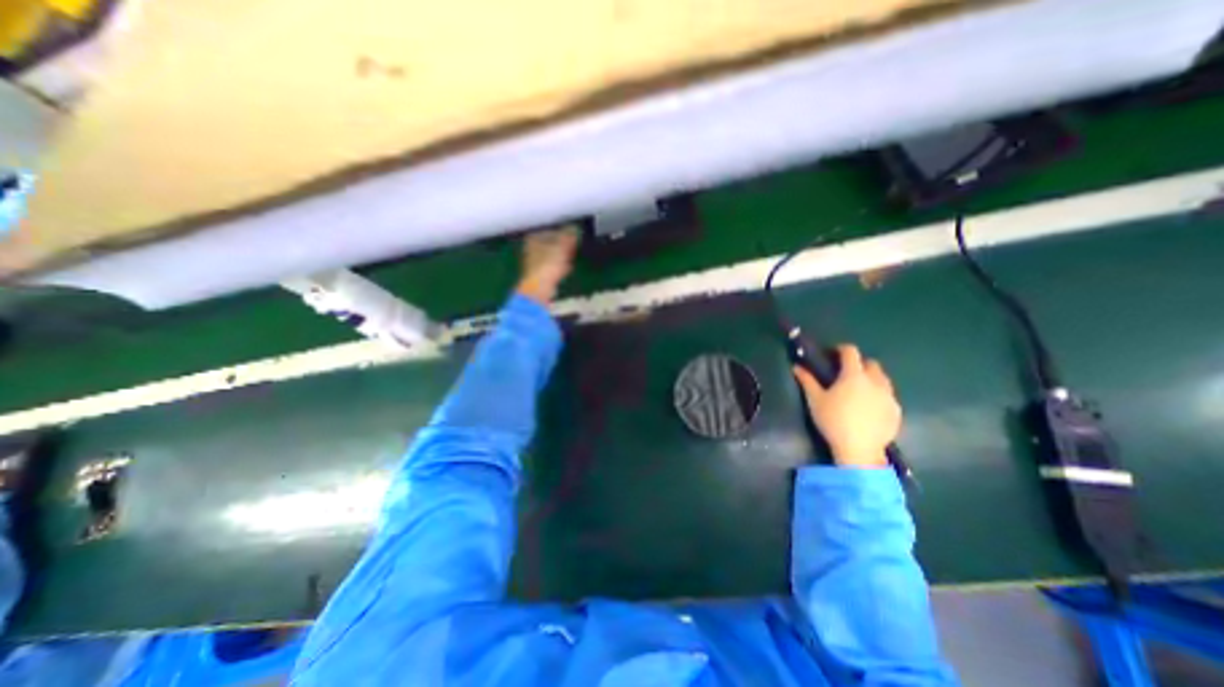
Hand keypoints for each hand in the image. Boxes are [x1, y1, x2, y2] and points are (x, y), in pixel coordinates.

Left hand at [513, 224, 578, 303]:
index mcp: (534, 238)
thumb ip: (569, 235)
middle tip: (574, 248)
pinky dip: (560, 267)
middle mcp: (531, 248)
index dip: (565, 233)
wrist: (540, 287)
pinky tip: (567, 269)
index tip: (575, 238)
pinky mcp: (538, 274)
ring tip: (572, 258)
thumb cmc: (548, 264)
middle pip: (552, 243)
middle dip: (564, 246)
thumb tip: (575, 227)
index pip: (552, 231)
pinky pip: (552, 267)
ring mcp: (534, 262)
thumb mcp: (562, 246)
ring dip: (563, 257)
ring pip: (552, 255)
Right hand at [796, 343, 895, 465]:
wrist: (859, 449)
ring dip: (871, 378)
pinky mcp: (896, 411)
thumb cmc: (833, 421)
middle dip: (859, 363)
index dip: (841, 349)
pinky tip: (868, 407)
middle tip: (845, 373)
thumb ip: (807, 381)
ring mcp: (889, 396)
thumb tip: (796, 367)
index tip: (833, 354)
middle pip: (871, 363)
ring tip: (858, 389)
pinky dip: (879, 395)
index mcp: (854, 375)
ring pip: (883, 379)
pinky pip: (888, 396)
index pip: (851, 352)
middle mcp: (875, 381)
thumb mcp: (815, 400)